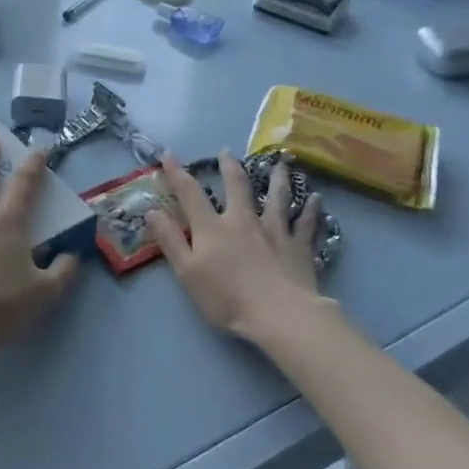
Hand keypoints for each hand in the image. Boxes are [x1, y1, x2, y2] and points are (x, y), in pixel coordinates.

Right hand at [148, 153, 331, 341]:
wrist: (279, 315)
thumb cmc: (227, 298)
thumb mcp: (187, 272)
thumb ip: (170, 240)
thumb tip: (152, 211)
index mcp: (213, 227)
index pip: (190, 193)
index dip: (177, 173)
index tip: (168, 154)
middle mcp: (243, 220)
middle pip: (237, 186)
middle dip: (230, 167)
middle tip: (227, 152)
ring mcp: (274, 231)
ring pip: (276, 198)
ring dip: (277, 179)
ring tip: (279, 164)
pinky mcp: (299, 247)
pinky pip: (306, 223)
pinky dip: (311, 210)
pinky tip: (316, 198)